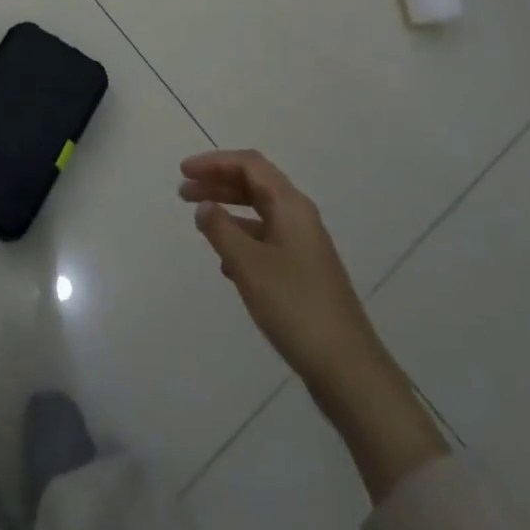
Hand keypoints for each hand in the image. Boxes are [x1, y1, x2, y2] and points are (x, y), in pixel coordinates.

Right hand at [181, 149, 448, 500]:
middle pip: (254, 184)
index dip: (214, 162)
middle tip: (183, 192)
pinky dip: (241, 238)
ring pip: (259, 212)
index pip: (249, 165)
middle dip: (218, 183)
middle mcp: (300, 217)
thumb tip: (204, 206)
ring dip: (228, 209)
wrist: (347, 368)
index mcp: (291, 206)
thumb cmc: (295, 306)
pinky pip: (266, 239)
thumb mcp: (249, 265)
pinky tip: (225, 262)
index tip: (183, 172)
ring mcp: (303, 245)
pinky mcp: (303, 272)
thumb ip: (221, 230)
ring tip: (199, 221)